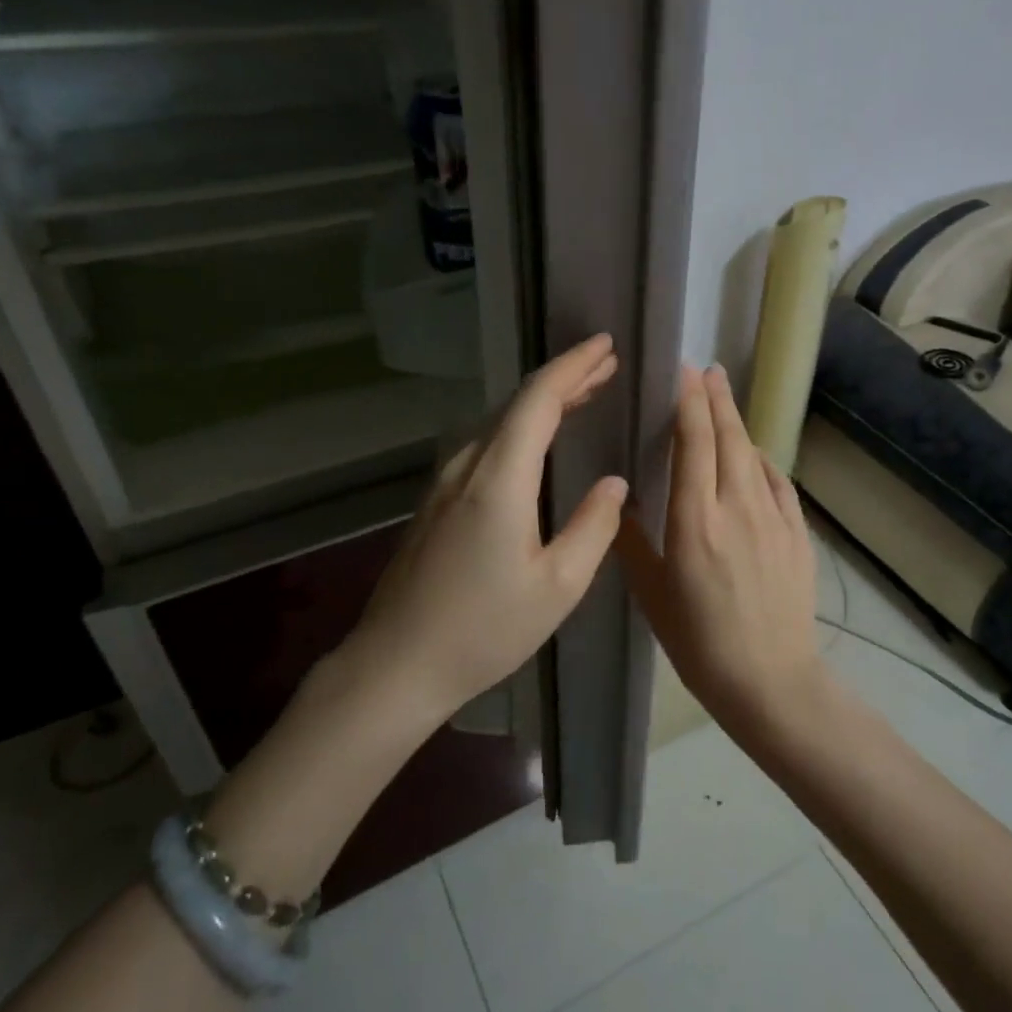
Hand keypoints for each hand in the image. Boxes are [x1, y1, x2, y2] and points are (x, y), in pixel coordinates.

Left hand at [346, 333, 627, 716]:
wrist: (397, 664)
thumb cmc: (484, 630)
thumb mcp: (558, 586)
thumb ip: (593, 527)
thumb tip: (615, 483)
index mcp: (499, 480)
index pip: (539, 401)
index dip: (574, 367)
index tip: (606, 347)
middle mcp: (468, 467)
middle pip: (517, 404)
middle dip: (564, 378)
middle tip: (606, 365)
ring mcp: (445, 482)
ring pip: (498, 422)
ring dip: (542, 402)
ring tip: (583, 394)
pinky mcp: (436, 501)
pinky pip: (485, 444)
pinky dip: (520, 428)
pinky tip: (537, 441)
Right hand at [618, 364, 826, 723]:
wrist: (770, 681)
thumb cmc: (699, 643)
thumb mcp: (652, 594)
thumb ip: (634, 541)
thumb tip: (622, 500)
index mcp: (695, 520)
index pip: (693, 444)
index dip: (689, 403)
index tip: (683, 373)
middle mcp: (737, 507)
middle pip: (728, 438)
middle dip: (716, 398)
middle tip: (706, 370)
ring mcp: (774, 518)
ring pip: (755, 455)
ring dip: (738, 424)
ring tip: (724, 402)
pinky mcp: (797, 534)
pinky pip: (779, 483)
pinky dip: (763, 461)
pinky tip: (755, 458)